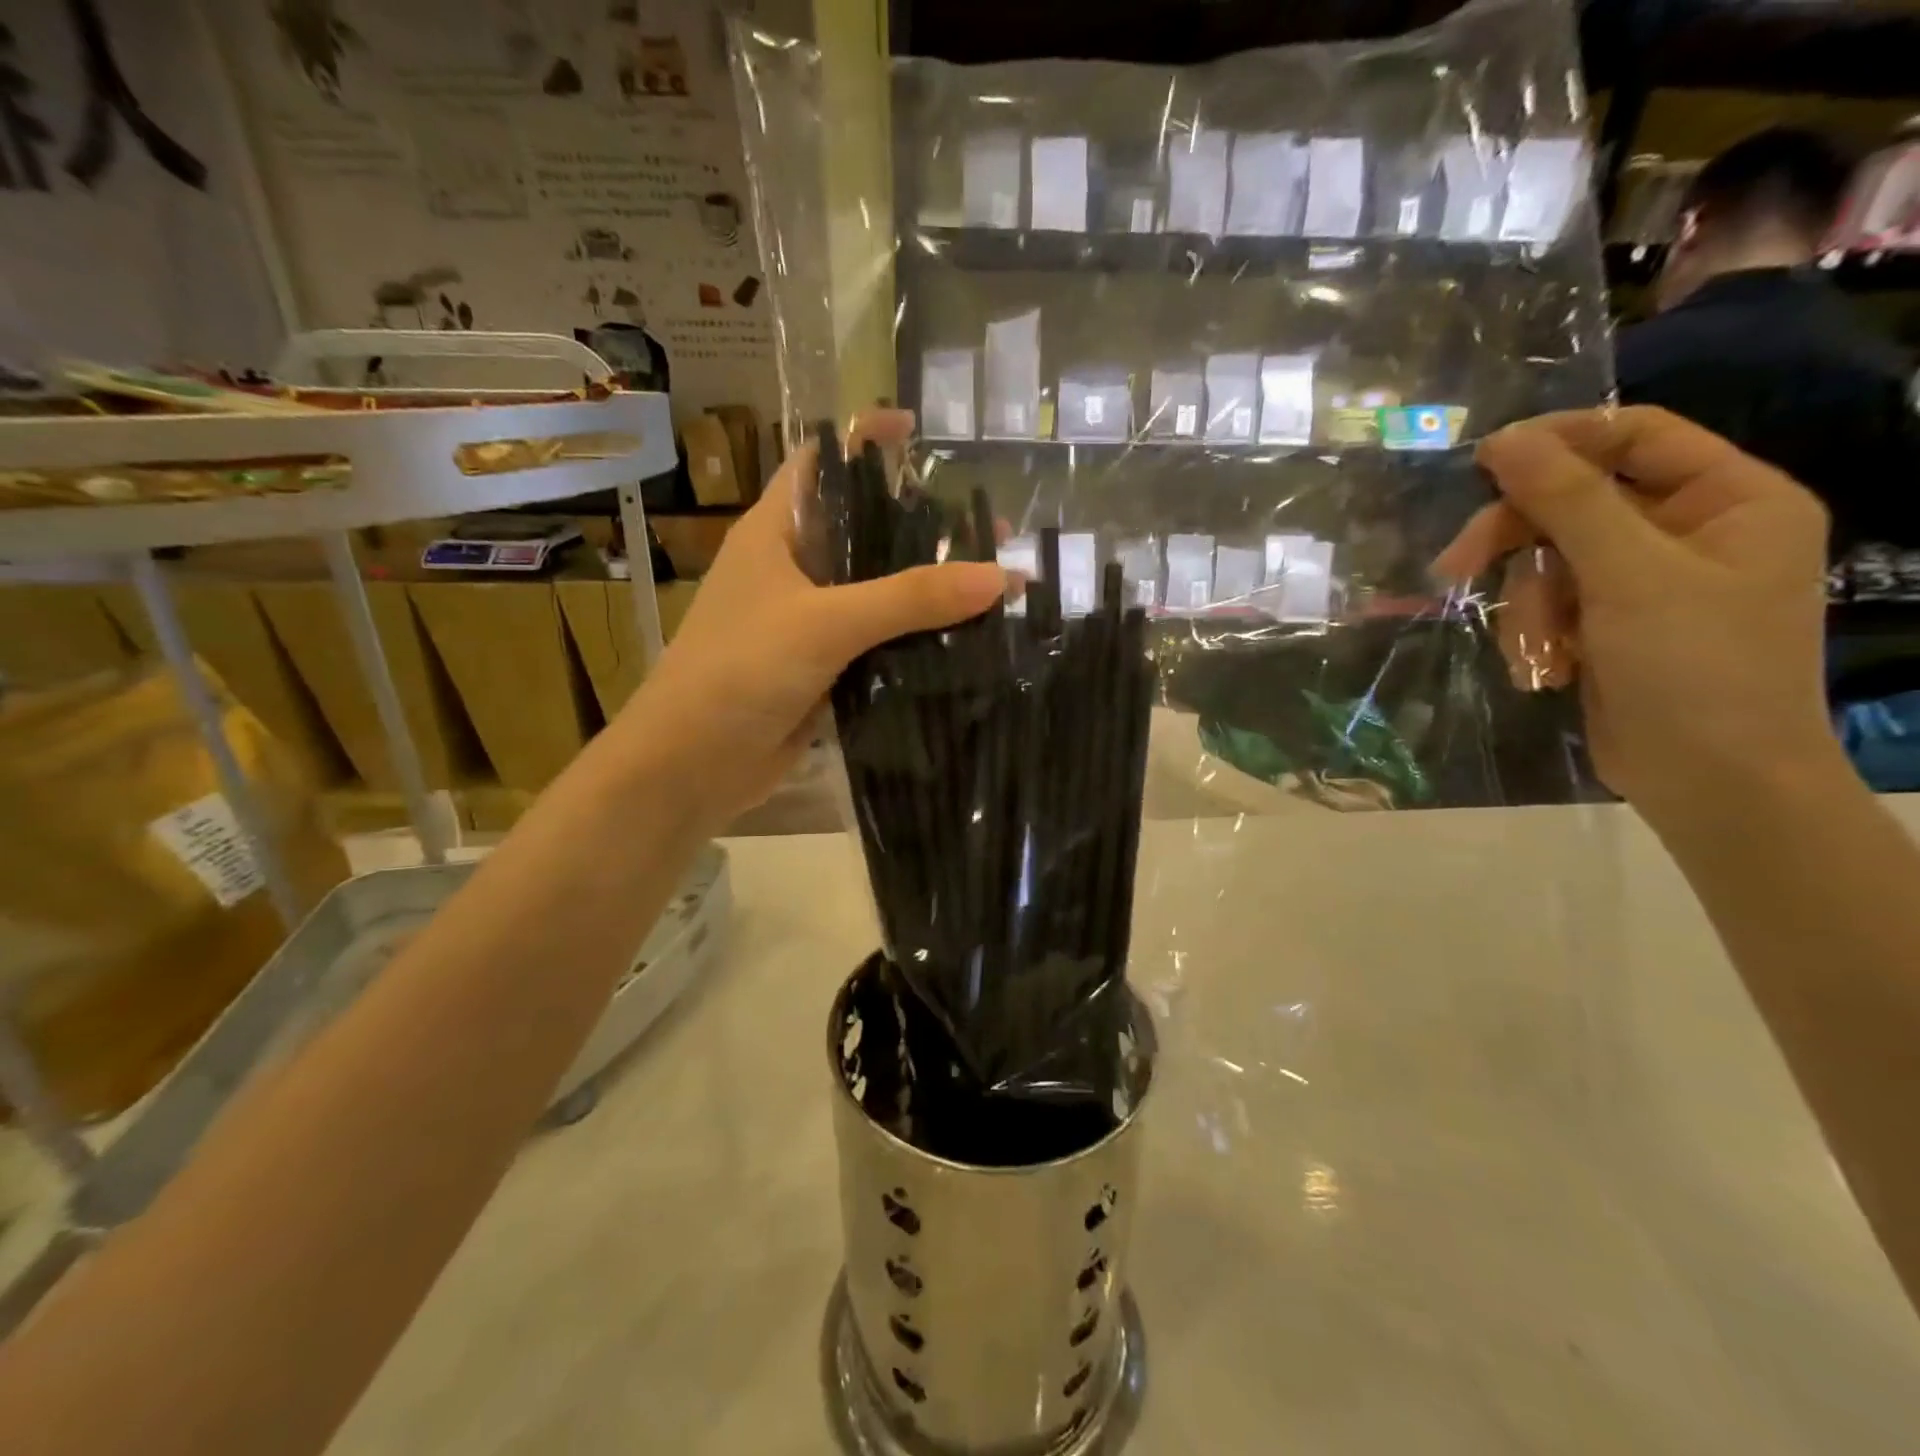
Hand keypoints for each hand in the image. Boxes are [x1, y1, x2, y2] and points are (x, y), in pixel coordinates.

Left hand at [618, 408, 1005, 833]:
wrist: (693, 765)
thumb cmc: (741, 670)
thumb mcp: (826, 622)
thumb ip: (910, 598)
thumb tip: (1000, 576)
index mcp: (775, 532)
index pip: (821, 464)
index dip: (865, 440)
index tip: (921, 431)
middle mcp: (793, 570)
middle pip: (865, 532)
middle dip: (922, 527)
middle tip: (990, 531)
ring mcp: (810, 623)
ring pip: (878, 593)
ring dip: (927, 591)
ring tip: (994, 587)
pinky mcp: (825, 670)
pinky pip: (879, 645)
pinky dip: (916, 641)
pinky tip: (965, 643)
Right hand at [1433, 406, 1839, 826]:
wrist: (1709, 782)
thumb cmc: (1694, 668)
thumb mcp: (1629, 575)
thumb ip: (1566, 502)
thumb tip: (1503, 440)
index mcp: (1730, 499)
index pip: (1636, 436)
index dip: (1560, 442)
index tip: (1483, 463)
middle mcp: (1690, 532)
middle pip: (1577, 504)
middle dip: (1518, 540)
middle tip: (1457, 566)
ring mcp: (1647, 583)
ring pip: (1550, 560)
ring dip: (1529, 604)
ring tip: (1539, 650)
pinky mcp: (1609, 626)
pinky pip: (1549, 604)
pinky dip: (1536, 633)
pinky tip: (1550, 669)